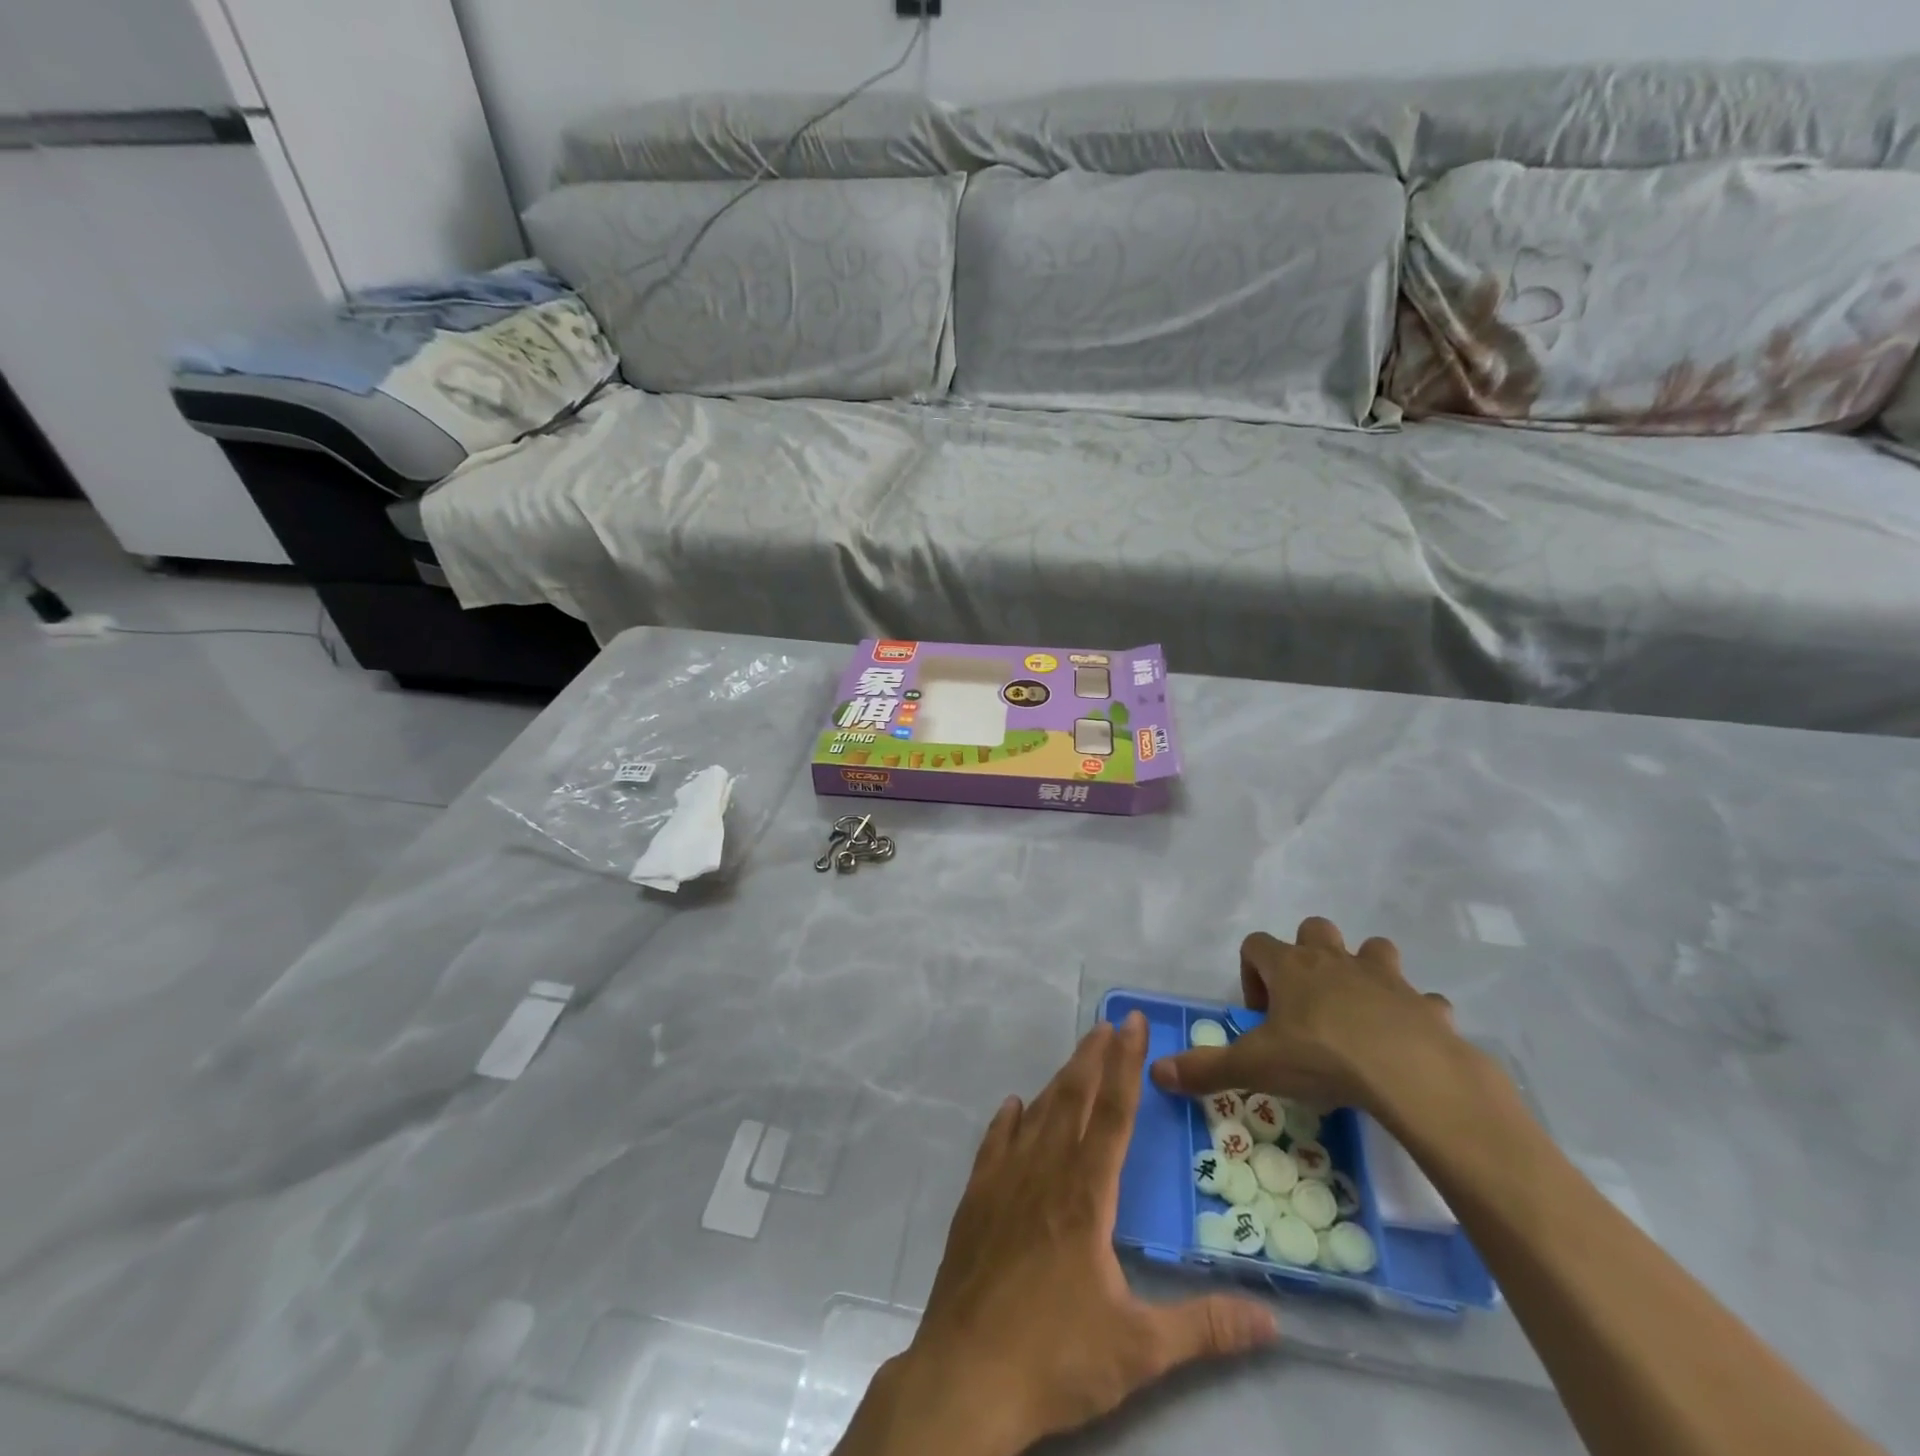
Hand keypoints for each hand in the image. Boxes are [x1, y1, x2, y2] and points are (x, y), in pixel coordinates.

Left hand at [840, 1013, 1276, 1455]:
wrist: (966, 1375)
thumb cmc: (1056, 1357)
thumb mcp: (1141, 1350)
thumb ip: (1205, 1328)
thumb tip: (1272, 1321)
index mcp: (1086, 1195)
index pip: (1113, 1114)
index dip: (1126, 1065)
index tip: (1133, 1022)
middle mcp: (1045, 1173)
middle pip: (1073, 1099)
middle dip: (1094, 1058)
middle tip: (1108, 1025)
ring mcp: (1004, 1183)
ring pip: (1036, 1116)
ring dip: (1058, 1082)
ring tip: (1075, 1057)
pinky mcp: (975, 1201)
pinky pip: (994, 1145)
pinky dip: (1007, 1121)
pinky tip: (1012, 1107)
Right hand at [1150, 918, 1459, 1115]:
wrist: (1411, 1073)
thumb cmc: (1321, 1057)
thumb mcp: (1255, 1067)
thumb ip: (1206, 1068)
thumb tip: (1157, 1072)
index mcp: (1290, 967)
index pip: (1255, 945)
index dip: (1251, 974)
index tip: (1259, 1016)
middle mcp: (1334, 960)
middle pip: (1314, 930)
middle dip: (1308, 956)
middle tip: (1306, 1004)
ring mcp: (1384, 978)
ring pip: (1373, 950)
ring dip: (1365, 973)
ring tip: (1358, 1014)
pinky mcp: (1425, 1005)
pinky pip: (1421, 1000)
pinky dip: (1414, 1014)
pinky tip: (1407, 1043)